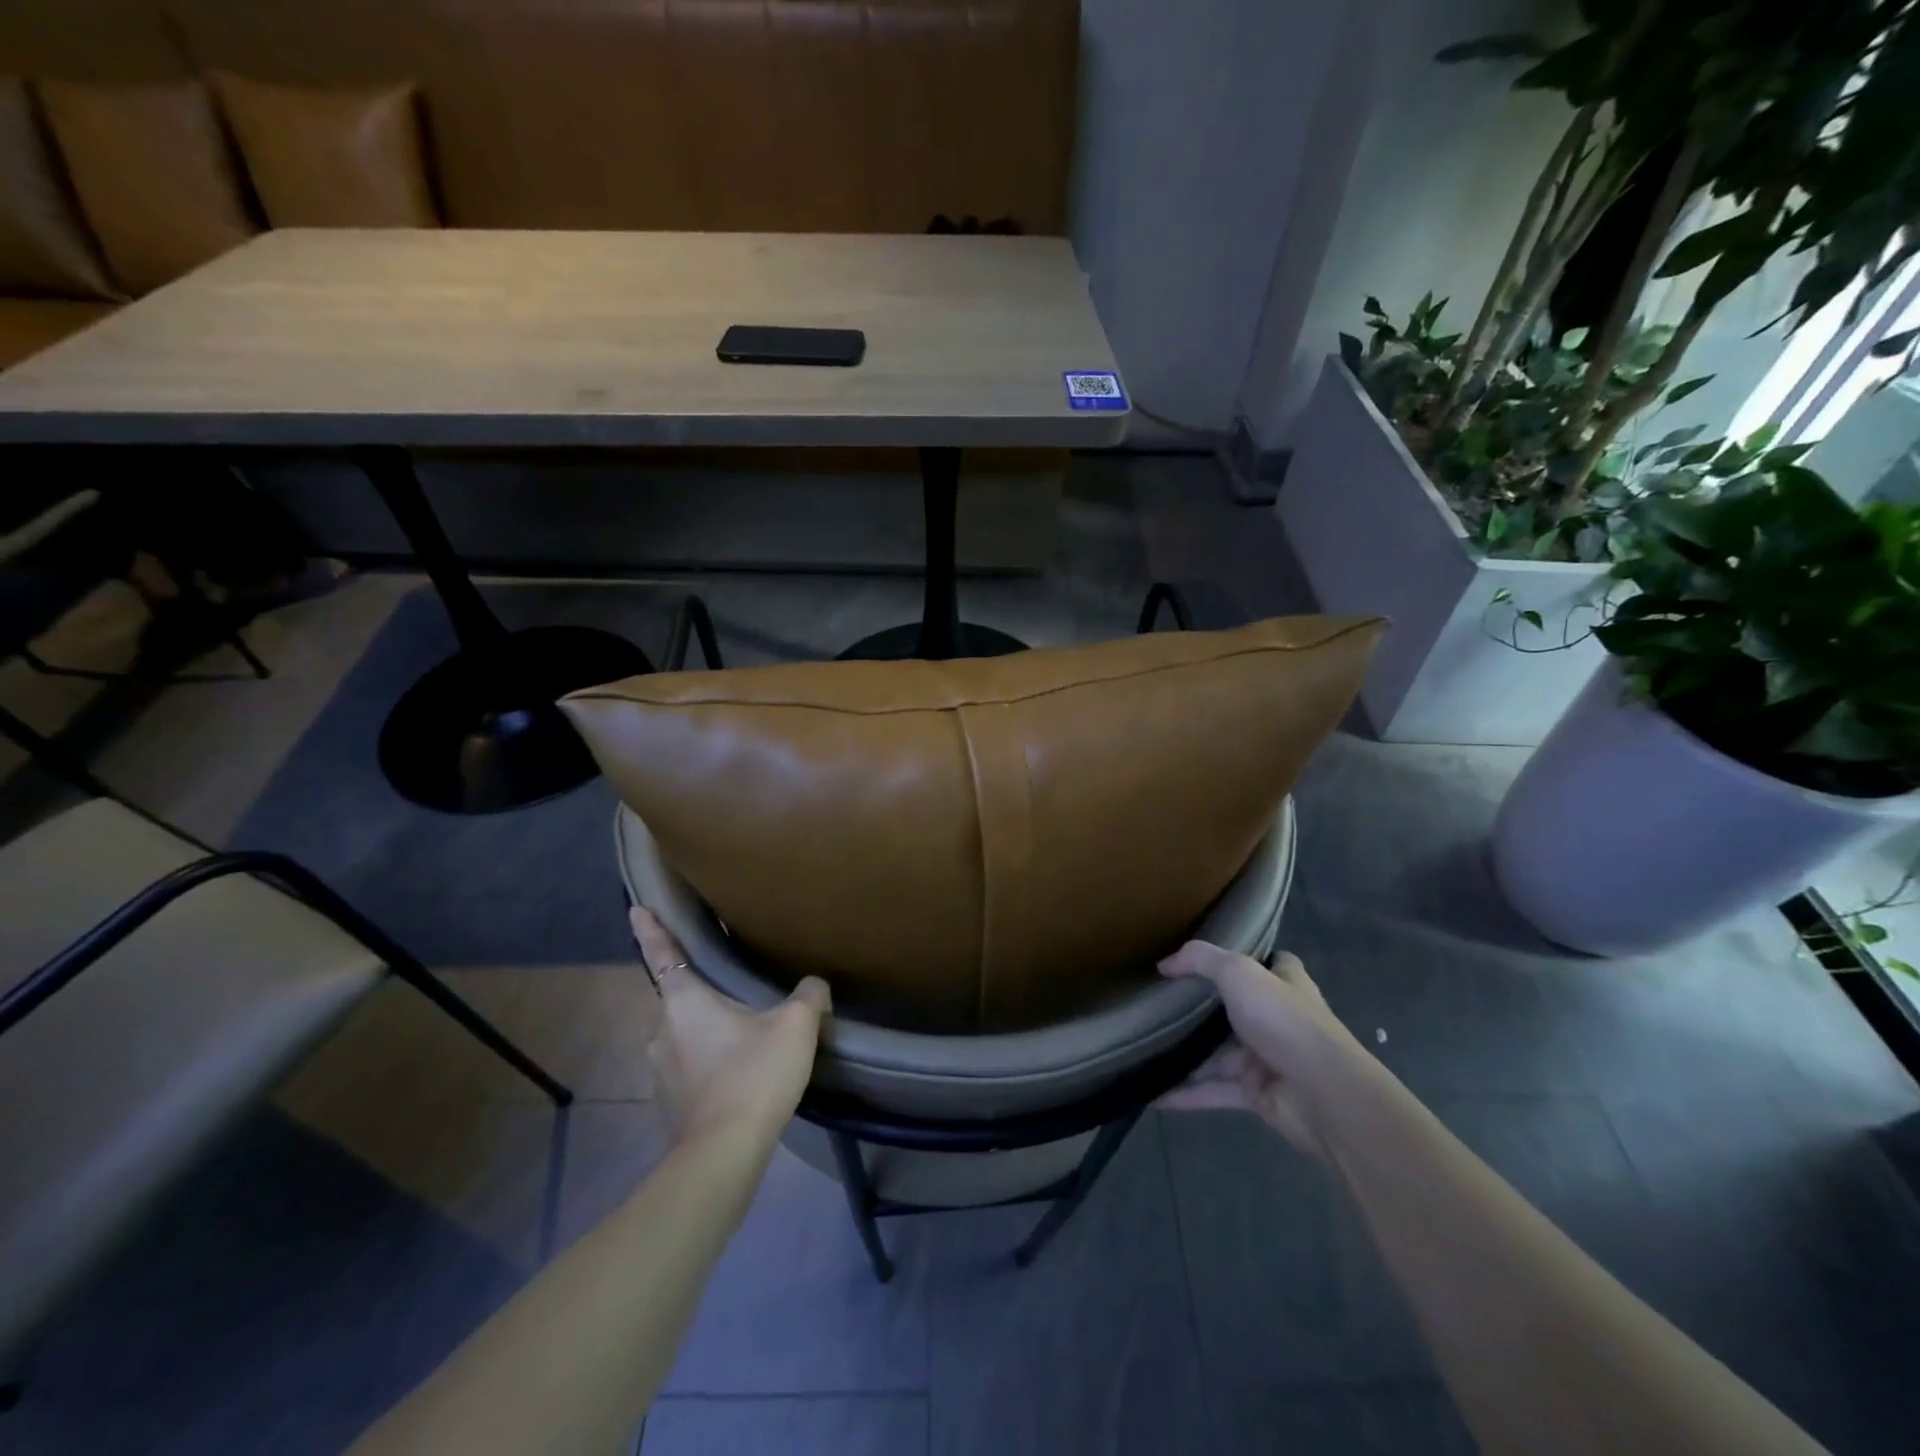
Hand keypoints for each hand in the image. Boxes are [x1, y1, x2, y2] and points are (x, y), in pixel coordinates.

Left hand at [630, 907, 830, 1141]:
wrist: (725, 1152)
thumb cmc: (755, 1074)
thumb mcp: (795, 1026)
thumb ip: (808, 997)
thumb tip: (814, 985)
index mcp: (684, 1002)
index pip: (663, 953)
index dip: (650, 929)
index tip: (635, 908)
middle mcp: (661, 1030)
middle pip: (678, 997)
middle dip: (700, 991)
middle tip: (732, 988)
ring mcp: (659, 1068)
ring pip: (683, 1034)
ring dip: (705, 1029)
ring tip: (741, 1035)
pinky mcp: (667, 1101)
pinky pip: (686, 1065)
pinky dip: (706, 1060)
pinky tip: (736, 1072)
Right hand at [1156, 942, 1359, 1157]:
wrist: (1324, 1095)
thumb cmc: (1284, 1021)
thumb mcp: (1239, 973)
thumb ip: (1200, 960)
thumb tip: (1164, 964)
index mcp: (1285, 984)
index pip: (1271, 964)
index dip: (1247, 958)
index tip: (1208, 958)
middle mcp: (1278, 1019)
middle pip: (1235, 1009)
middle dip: (1202, 1008)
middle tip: (1158, 1000)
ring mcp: (1267, 1058)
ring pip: (1219, 1054)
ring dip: (1187, 1053)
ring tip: (1145, 1045)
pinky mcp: (1256, 1094)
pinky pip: (1213, 1090)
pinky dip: (1184, 1093)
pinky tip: (1152, 1092)